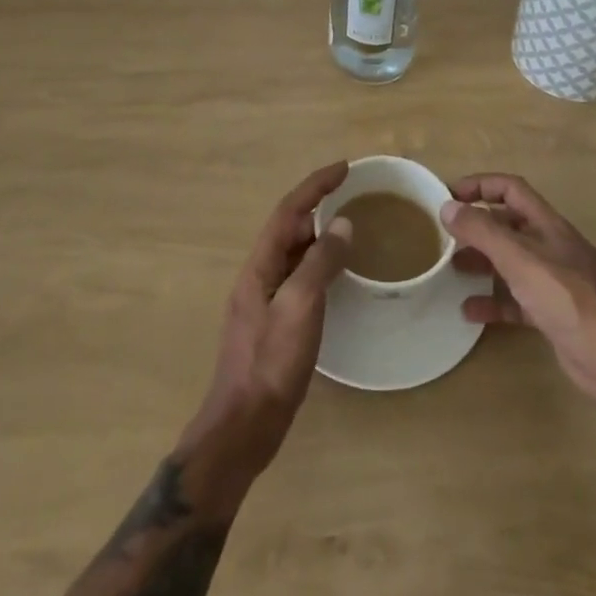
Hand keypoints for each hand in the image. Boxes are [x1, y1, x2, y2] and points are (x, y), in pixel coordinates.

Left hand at [180, 162, 352, 493]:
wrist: (243, 428)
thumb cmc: (270, 364)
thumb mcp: (300, 307)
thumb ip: (321, 263)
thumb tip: (343, 225)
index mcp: (259, 266)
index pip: (289, 211)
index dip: (315, 185)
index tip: (344, 168)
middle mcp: (259, 276)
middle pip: (289, 229)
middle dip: (318, 206)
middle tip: (353, 197)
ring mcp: (265, 301)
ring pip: (294, 254)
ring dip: (319, 235)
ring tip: (350, 228)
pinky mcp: (274, 324)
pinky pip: (299, 278)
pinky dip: (319, 265)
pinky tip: (337, 276)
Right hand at [444, 172, 595, 407]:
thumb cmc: (568, 299)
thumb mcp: (520, 260)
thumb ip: (483, 232)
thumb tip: (448, 206)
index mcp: (548, 225)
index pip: (511, 189)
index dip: (480, 185)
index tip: (449, 195)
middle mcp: (552, 247)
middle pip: (509, 225)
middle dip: (477, 228)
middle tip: (444, 238)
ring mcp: (554, 281)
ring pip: (511, 262)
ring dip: (482, 263)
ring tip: (451, 270)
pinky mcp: (553, 313)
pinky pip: (516, 299)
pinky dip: (493, 301)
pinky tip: (469, 311)